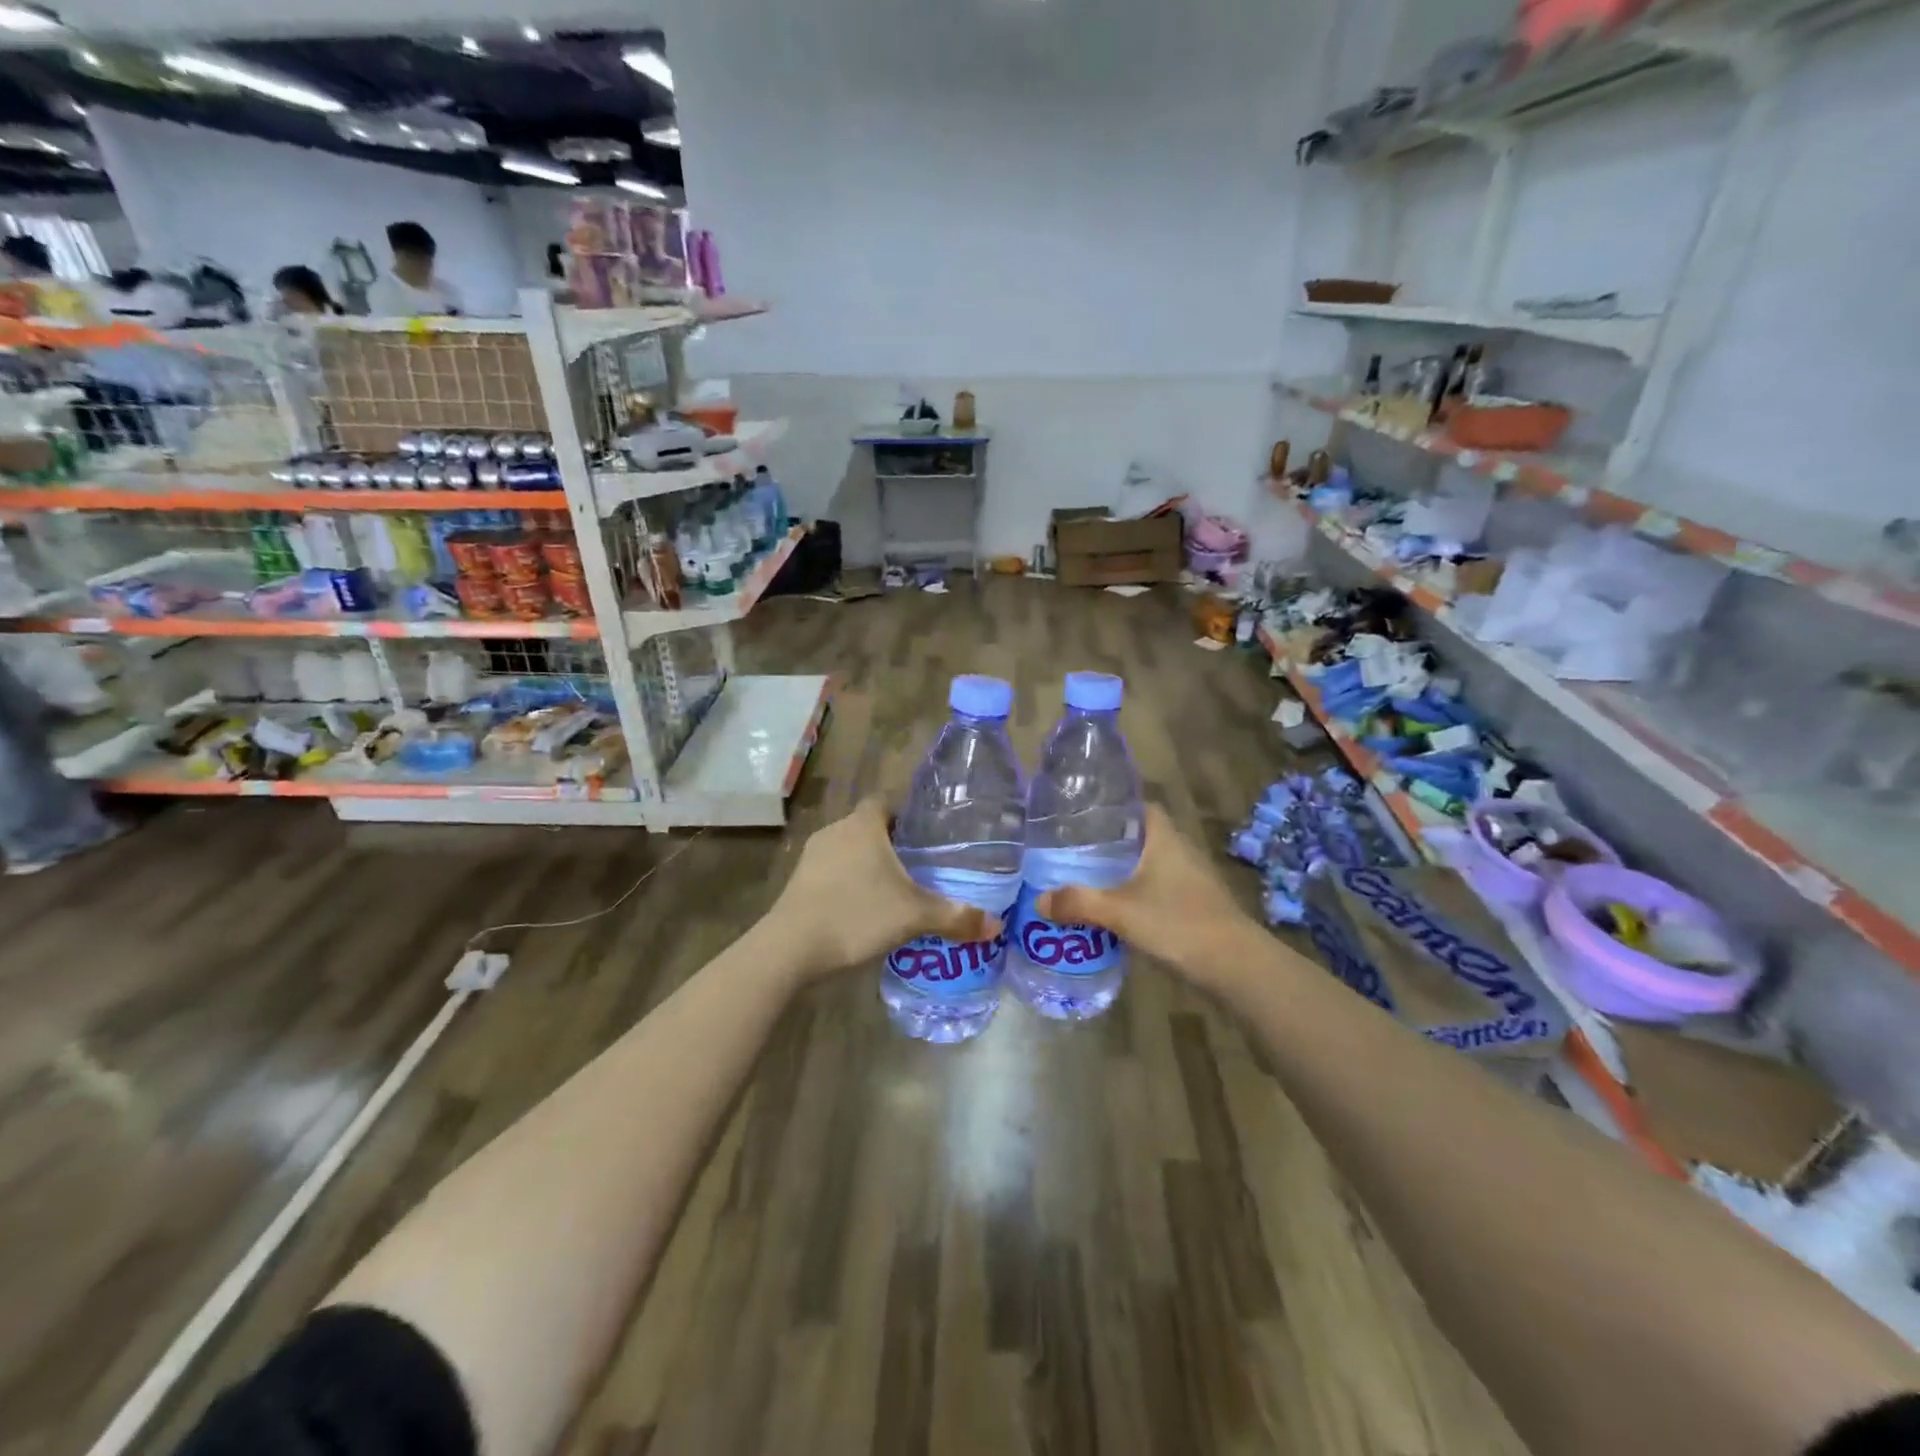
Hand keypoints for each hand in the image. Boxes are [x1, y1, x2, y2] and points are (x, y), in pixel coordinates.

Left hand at [765, 798, 1001, 979]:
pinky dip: (847, 883)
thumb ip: (955, 917)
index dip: (905, 814)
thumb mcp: (914, 916)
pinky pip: (831, 872)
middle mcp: (836, 831)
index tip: (924, 835)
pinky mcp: (798, 881)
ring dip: (867, 864)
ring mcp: (812, 856)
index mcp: (864, 825)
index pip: (885, 802)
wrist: (792, 947)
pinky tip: (861, 909)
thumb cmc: (857, 914)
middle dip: (890, 843)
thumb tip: (996, 926)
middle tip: (918, 866)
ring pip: (848, 850)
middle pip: (868, 826)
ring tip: (892, 890)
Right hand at [1036, 805, 1264, 986]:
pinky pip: (1159, 889)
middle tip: (1075, 850)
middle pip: (1142, 836)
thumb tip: (1039, 900)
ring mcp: (1192, 880)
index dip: (1114, 807)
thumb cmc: (1177, 923)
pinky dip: (1138, 894)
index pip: (1140, 806)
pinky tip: (1116, 910)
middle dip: (1111, 842)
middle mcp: (1180, 851)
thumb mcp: (1119, 912)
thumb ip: (1078, 903)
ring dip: (1124, 871)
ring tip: (1088, 879)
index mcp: (1164, 838)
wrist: (1235, 966)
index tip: (1084, 816)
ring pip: (1151, 865)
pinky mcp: (1195, 905)